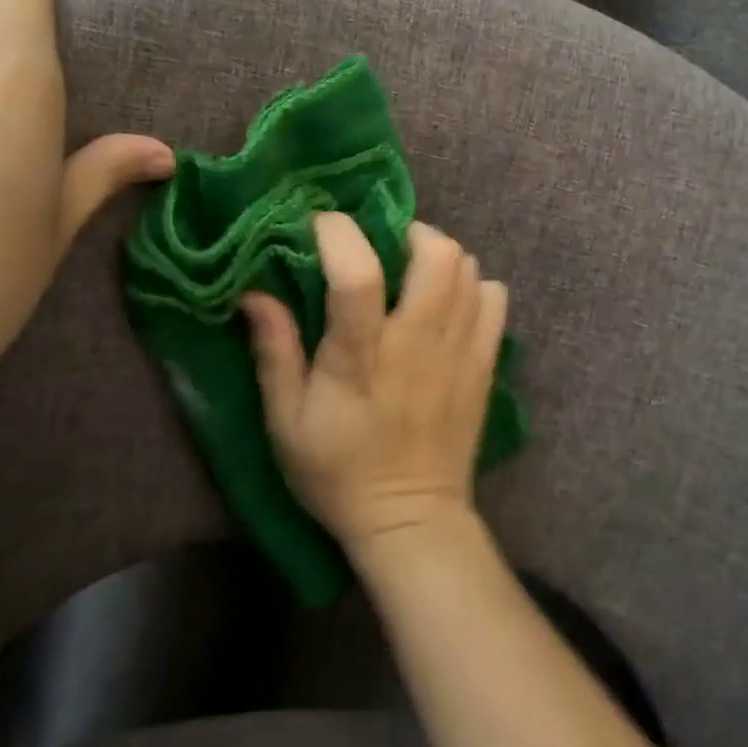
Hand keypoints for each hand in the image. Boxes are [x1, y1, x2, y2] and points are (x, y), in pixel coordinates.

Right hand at [241, 214, 507, 550]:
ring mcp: (459, 351)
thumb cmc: (337, 472)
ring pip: (468, 268)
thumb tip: (253, 291)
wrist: (411, 520)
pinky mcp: (484, 364)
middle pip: (436, 254)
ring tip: (411, 272)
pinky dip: (472, 285)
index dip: (339, 233)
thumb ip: (274, 350)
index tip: (320, 225)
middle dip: (405, 232)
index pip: (358, 273)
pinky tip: (447, 303)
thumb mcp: (285, 420)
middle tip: (381, 248)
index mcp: (362, 357)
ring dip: (437, 255)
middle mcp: (417, 343)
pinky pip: (494, 298)